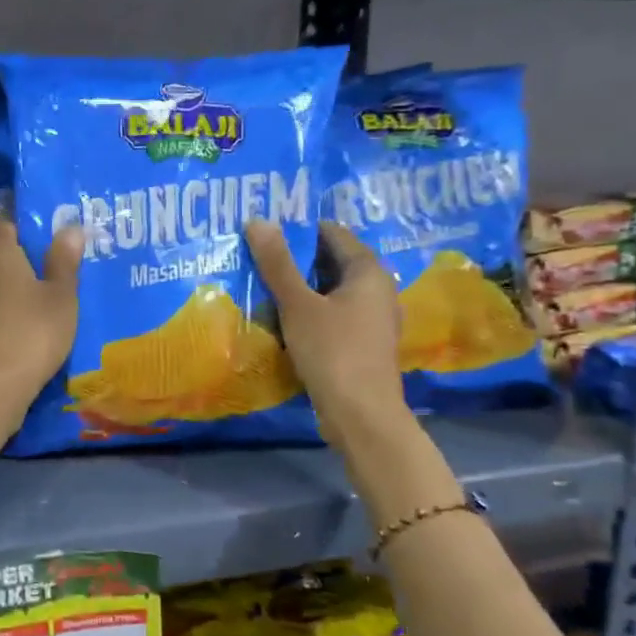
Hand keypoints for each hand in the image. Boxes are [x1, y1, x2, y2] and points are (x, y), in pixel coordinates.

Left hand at [0, 218, 83, 407]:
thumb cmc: (32, 331)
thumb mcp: (61, 296)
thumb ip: (64, 261)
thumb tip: (70, 228)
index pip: (4, 227)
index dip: (23, 233)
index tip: (44, 248)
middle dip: (14, 265)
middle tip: (43, 280)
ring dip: (3, 294)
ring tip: (32, 310)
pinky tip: (14, 334)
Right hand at [245, 219, 408, 440]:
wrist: (361, 415)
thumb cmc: (333, 351)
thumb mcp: (298, 304)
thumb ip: (278, 263)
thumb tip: (258, 220)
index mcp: (369, 272)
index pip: (333, 234)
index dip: (299, 230)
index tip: (265, 233)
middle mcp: (378, 289)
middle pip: (333, 262)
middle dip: (297, 260)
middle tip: (258, 258)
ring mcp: (373, 319)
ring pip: (332, 291)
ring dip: (301, 288)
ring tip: (264, 286)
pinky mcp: (363, 344)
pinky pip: (334, 315)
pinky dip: (311, 312)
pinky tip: (284, 320)